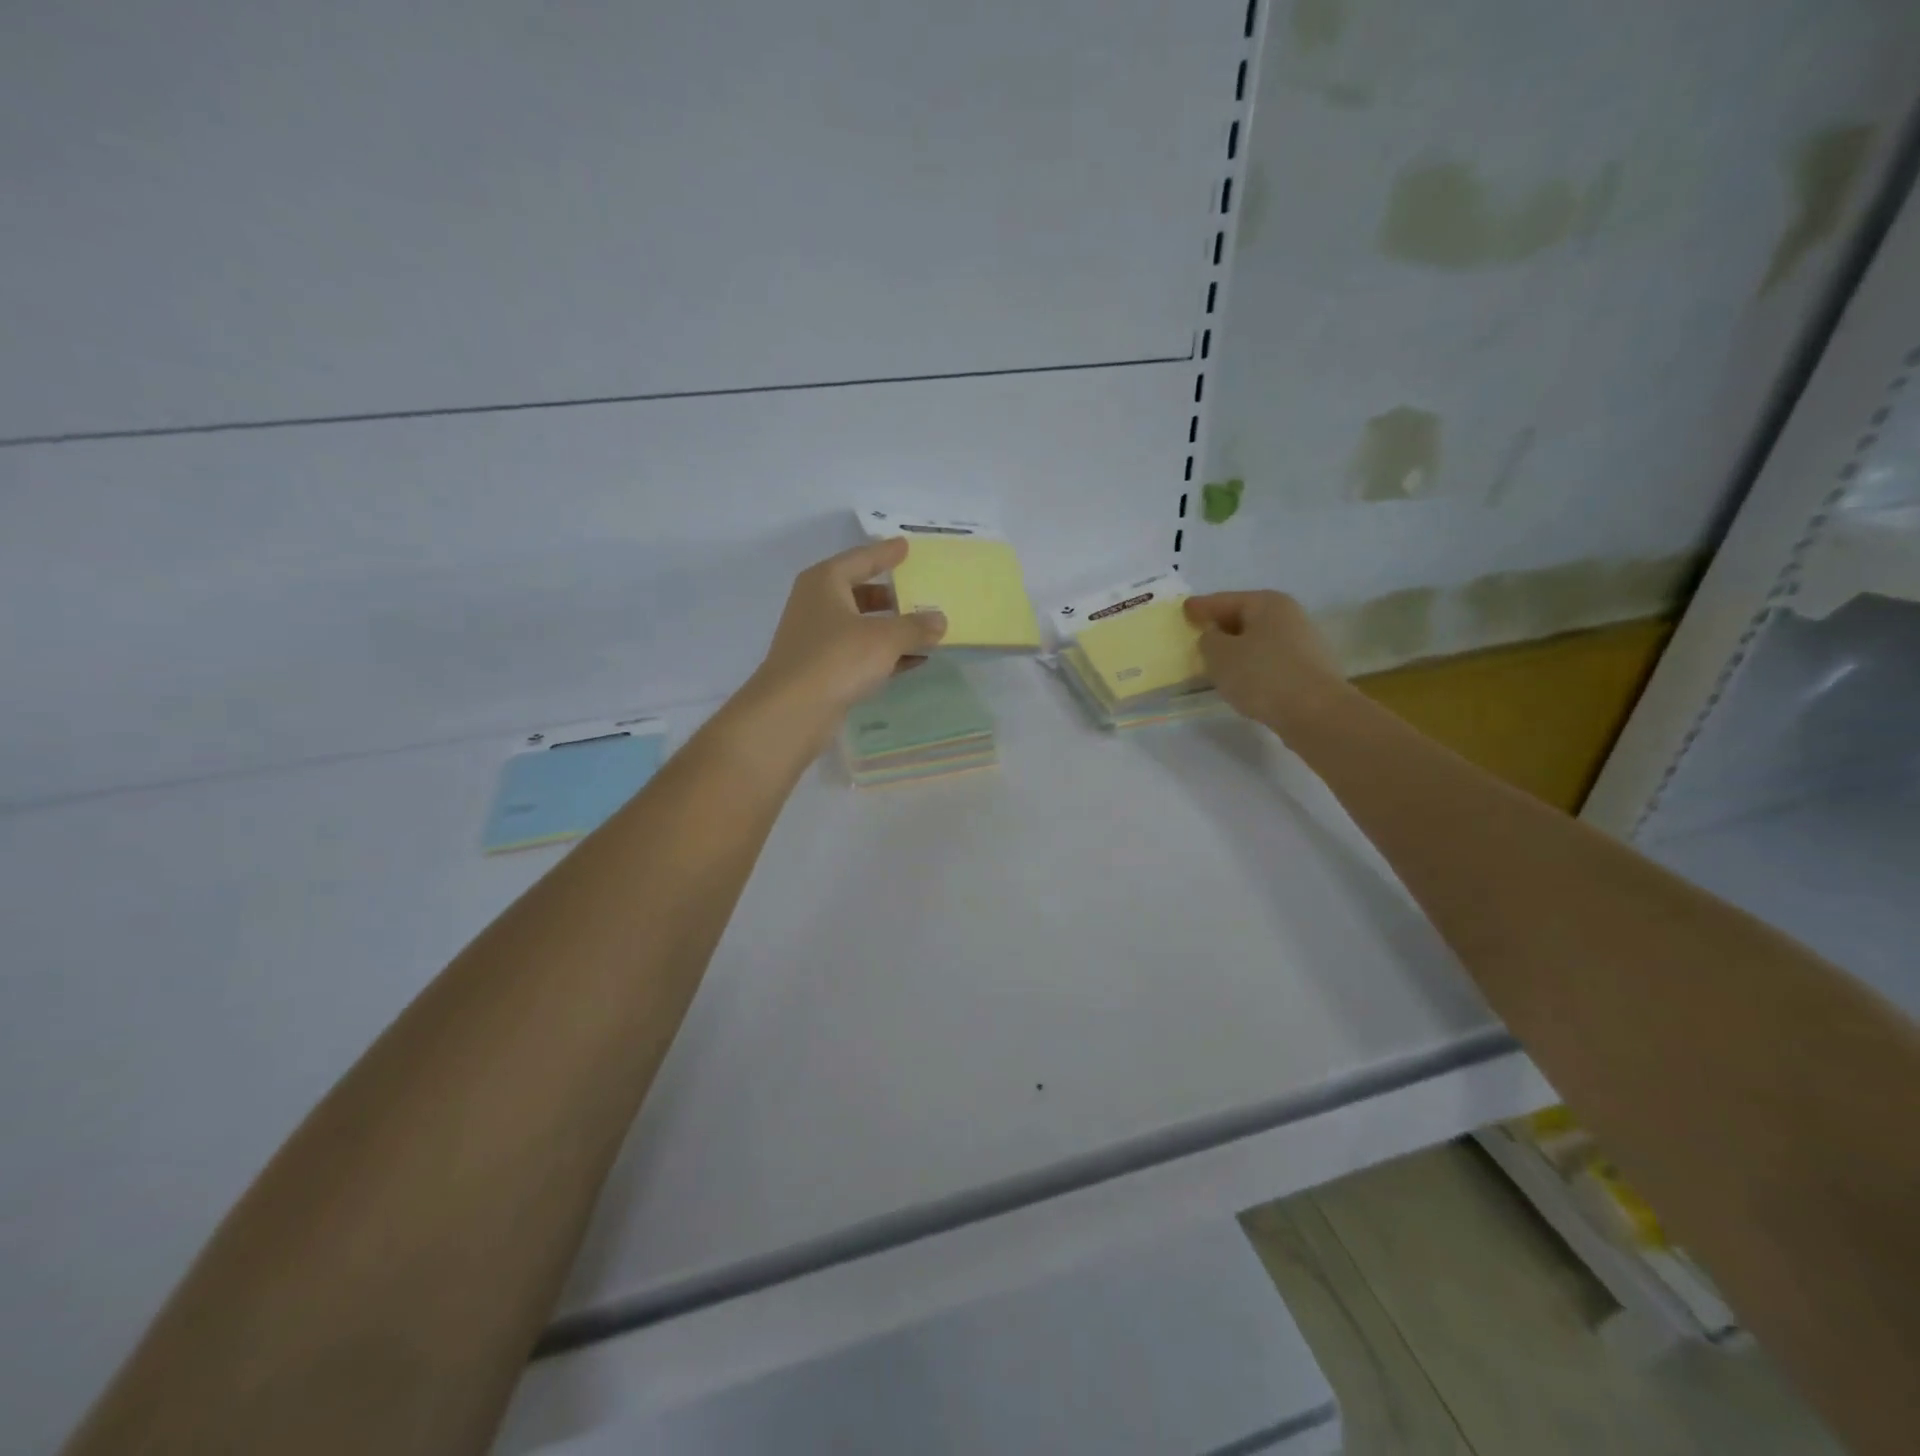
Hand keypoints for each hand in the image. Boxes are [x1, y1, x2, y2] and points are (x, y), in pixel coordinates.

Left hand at [744, 539, 947, 742]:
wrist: (792, 712)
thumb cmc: (837, 659)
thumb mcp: (884, 638)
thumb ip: (916, 626)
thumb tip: (939, 620)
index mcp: (825, 582)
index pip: (861, 559)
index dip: (885, 553)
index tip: (906, 546)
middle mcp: (817, 605)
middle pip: (860, 592)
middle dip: (891, 595)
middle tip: (921, 591)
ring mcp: (817, 640)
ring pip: (861, 626)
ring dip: (892, 629)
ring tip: (926, 629)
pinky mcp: (822, 671)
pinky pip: (860, 654)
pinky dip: (885, 654)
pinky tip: (914, 661)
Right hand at [1184, 590, 1347, 734]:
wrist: (1315, 712)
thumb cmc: (1261, 675)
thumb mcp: (1219, 655)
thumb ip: (1208, 640)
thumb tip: (1215, 637)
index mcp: (1267, 603)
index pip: (1224, 600)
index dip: (1201, 606)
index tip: (1184, 609)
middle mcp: (1289, 616)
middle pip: (1245, 617)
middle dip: (1221, 626)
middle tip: (1198, 635)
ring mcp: (1303, 643)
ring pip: (1258, 640)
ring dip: (1237, 649)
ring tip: (1216, 662)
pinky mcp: (1308, 670)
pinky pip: (1270, 660)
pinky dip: (1253, 666)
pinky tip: (1242, 680)